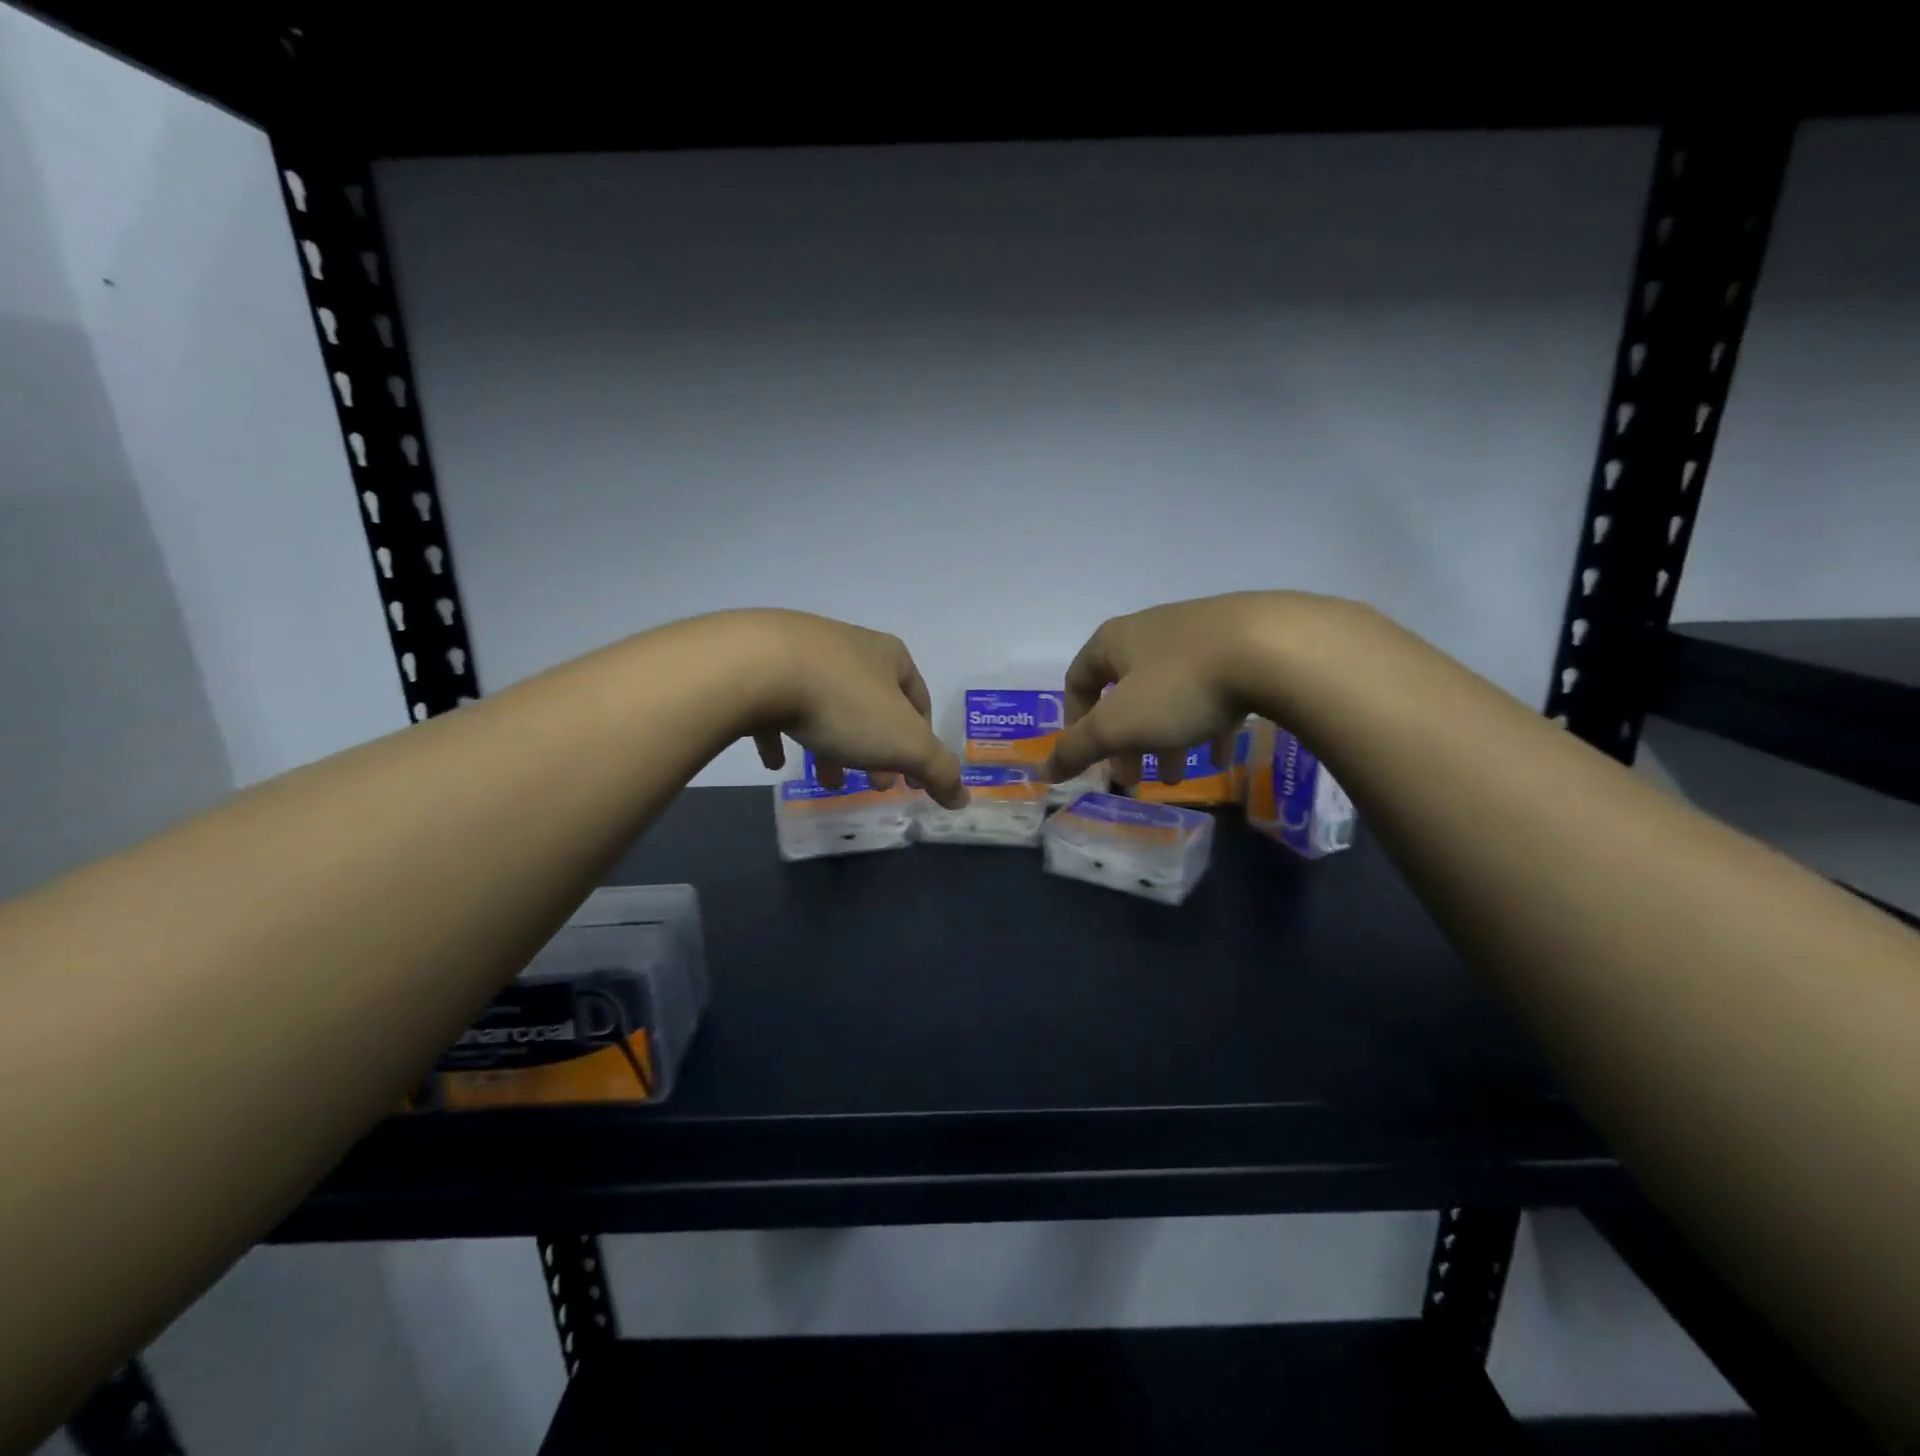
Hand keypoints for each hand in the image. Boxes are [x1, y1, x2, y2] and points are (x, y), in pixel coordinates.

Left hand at [740, 611, 967, 807]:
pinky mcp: (758, 665)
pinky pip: (777, 706)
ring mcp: (800, 652)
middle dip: (877, 749)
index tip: (912, 780)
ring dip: (833, 746)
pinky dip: (782, 735)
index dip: (921, 743)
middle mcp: (848, 647)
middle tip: (875, 784)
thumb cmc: (843, 703)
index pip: (919, 701)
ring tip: (826, 782)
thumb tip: (963, 797)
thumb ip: (938, 770)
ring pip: (826, 707)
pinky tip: (776, 761)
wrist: (755, 667)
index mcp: (889, 657)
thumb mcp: (904, 742)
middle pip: (872, 706)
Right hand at [1042, 592, 1306, 786]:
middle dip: (1126, 741)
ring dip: (1167, 738)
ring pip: (1171, 695)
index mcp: (1116, 641)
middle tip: (1134, 778)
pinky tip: (1221, 756)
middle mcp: (1153, 631)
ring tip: (1180, 777)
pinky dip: (1208, 724)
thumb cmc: (1181, 686)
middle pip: (1127, 692)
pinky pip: (1214, 691)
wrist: (1276, 648)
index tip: (1089, 757)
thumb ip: (1077, 748)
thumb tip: (1044, 770)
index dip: (1074, 720)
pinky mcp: (1244, 645)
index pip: (1079, 679)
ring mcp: (1200, 635)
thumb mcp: (1119, 725)